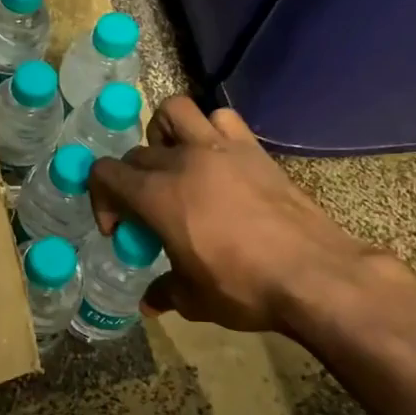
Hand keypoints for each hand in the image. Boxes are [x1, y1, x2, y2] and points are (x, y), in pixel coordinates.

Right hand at [88, 97, 411, 345]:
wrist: (314, 274)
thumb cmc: (244, 288)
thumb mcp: (194, 299)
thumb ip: (164, 292)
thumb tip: (149, 302)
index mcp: (156, 196)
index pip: (104, 173)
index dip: (101, 200)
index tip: (120, 230)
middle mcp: (181, 162)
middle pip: (136, 153)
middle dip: (131, 181)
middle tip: (149, 213)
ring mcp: (219, 149)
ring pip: (174, 112)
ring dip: (164, 133)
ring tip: (174, 163)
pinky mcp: (253, 149)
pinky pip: (222, 119)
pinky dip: (212, 130)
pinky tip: (218, 158)